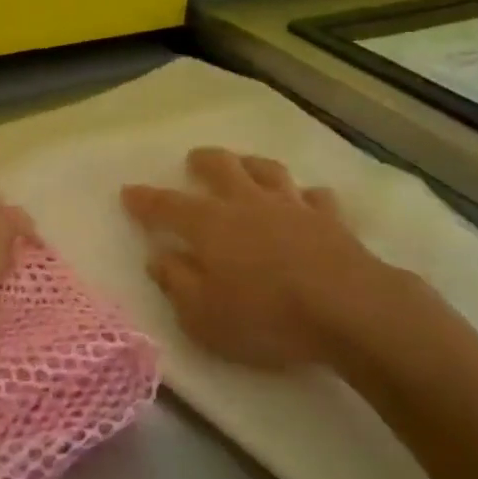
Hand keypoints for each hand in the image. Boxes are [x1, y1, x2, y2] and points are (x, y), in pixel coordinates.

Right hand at [122, 149, 401, 370]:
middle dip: (202, 161)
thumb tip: (158, 257)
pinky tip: (306, 201)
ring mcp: (291, 206)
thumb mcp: (203, 316)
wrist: (349, 309)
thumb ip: (176, 283)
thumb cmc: (266, 317)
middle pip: (220, 168)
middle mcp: (247, 204)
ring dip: (251, 165)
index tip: (128, 191)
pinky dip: (305, 197)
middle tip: (193, 161)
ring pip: (267, 171)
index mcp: (209, 225)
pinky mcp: (330, 219)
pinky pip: (315, 197)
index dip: (145, 199)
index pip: (166, 206)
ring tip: (244, 166)